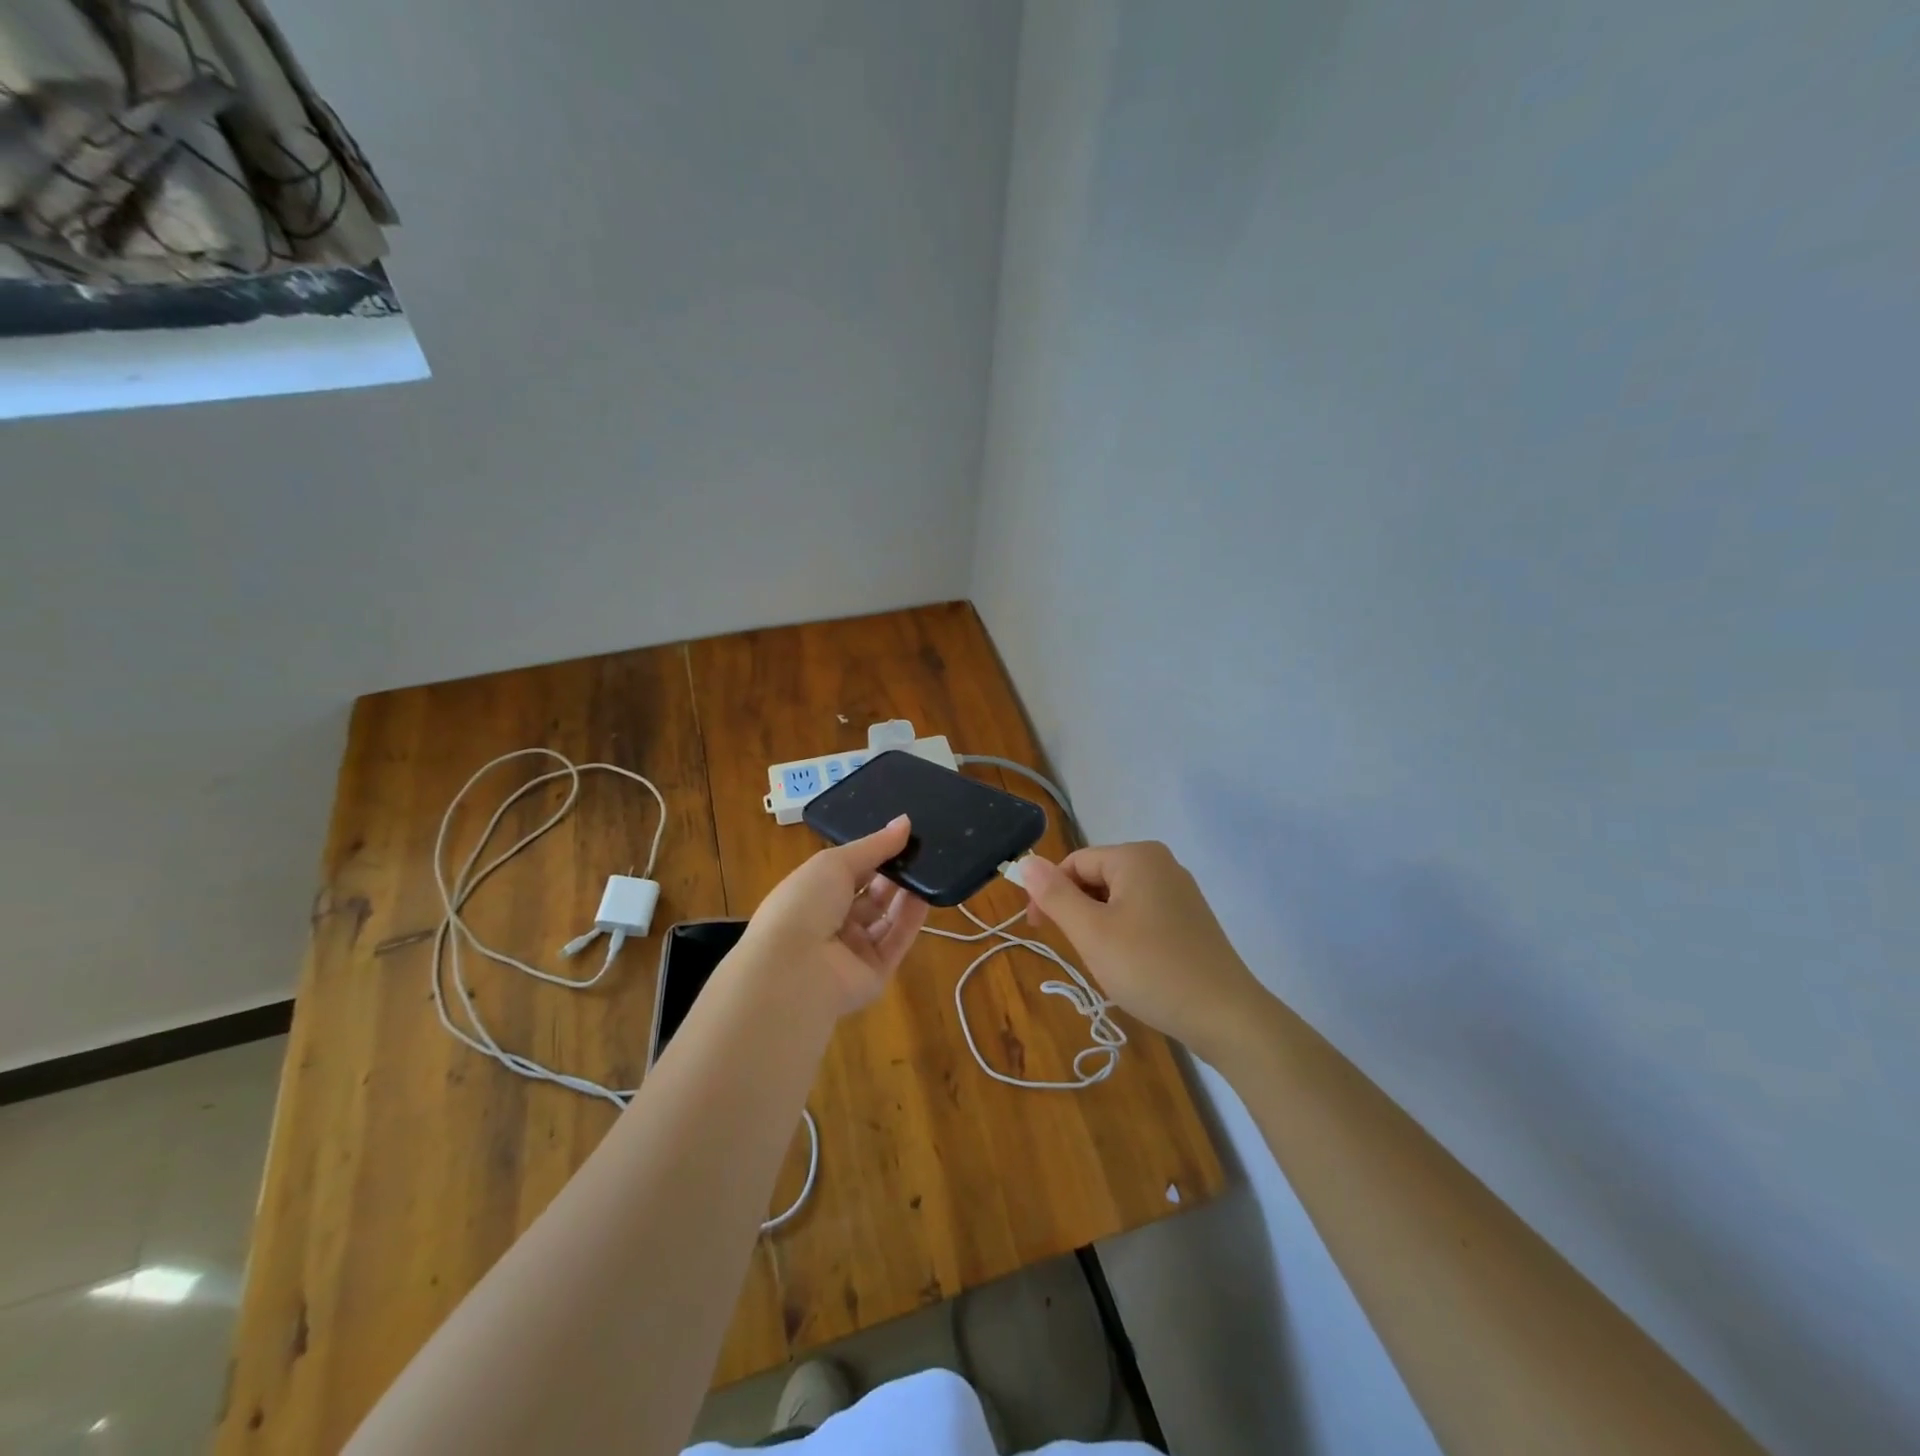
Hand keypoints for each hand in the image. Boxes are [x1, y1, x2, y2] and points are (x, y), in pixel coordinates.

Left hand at [738, 815, 929, 1016]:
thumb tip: (905, 822)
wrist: (793, 970)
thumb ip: (874, 845)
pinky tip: (927, 895)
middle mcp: (832, 922)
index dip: (873, 853)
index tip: (903, 834)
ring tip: (930, 867)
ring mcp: (853, 950)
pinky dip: (911, 919)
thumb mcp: (835, 863)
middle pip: (870, 895)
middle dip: (893, 873)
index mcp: (813, 894)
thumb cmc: (804, 903)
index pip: (848, 871)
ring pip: (886, 918)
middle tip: (922, 850)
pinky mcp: (874, 973)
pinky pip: (897, 941)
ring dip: (906, 894)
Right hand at [1022, 841, 1268, 1061]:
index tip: (1037, 930)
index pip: (1074, 863)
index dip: (1049, 893)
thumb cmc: (1150, 968)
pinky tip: (1130, 965)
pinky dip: (1124, 933)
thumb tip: (1026, 861)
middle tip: (1076, 951)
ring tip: (1104, 962)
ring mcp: (1179, 890)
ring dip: (1099, 925)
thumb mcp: (1091, 932)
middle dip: (1077, 911)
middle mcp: (1161, 863)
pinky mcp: (1189, 918)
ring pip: (1117, 898)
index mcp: (1137, 857)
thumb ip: (1055, 895)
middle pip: (1097, 877)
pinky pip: (1141, 913)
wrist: (1225, 1016)